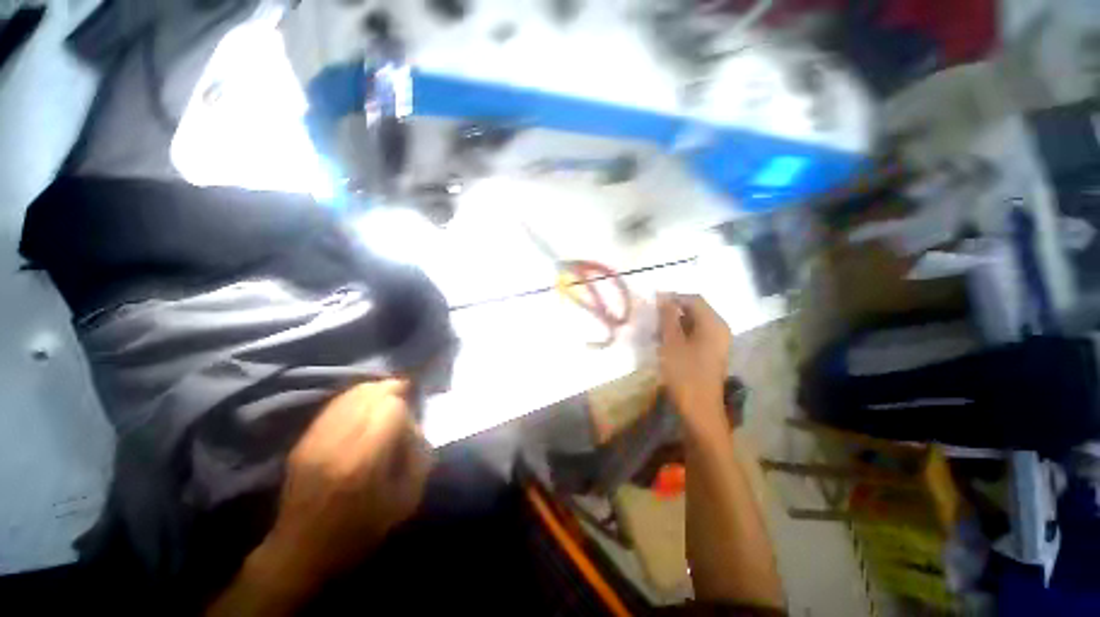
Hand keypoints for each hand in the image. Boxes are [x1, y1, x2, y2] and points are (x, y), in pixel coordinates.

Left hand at [265, 379, 431, 581]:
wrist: (300, 553)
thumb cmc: (360, 532)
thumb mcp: (406, 500)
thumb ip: (419, 456)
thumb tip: (416, 425)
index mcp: (364, 461)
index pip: (390, 408)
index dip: (406, 407)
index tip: (412, 420)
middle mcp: (337, 444)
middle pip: (370, 394)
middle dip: (392, 390)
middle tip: (405, 397)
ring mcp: (315, 440)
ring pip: (350, 395)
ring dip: (373, 391)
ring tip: (387, 398)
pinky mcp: (303, 441)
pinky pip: (334, 406)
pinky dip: (354, 399)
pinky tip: (364, 405)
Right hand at [658, 294, 732, 436]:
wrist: (700, 409)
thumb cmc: (684, 373)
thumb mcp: (671, 342)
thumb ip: (667, 317)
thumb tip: (663, 296)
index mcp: (713, 323)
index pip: (693, 299)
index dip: (672, 298)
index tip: (652, 305)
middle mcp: (719, 328)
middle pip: (694, 310)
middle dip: (672, 312)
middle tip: (652, 321)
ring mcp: (717, 342)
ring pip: (693, 323)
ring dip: (674, 324)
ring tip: (655, 333)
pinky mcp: (711, 353)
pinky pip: (695, 335)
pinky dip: (680, 335)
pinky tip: (665, 344)